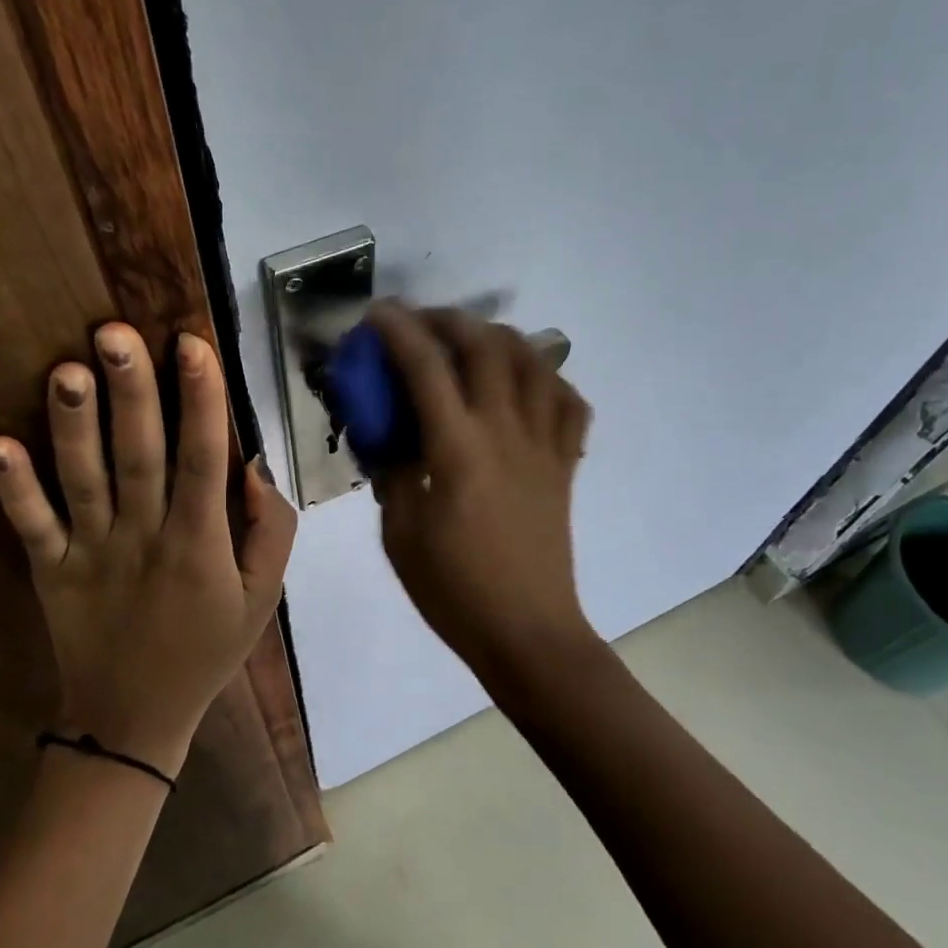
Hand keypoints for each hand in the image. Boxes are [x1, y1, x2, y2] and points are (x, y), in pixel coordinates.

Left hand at [0, 324, 297, 777]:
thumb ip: (273, 530)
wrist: (134, 719)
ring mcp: (92, 553)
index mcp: (200, 542)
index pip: (203, 459)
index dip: (201, 400)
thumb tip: (254, 466)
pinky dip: (13, 489)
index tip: (192, 345)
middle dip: (131, 392)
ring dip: (73, 426)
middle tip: (115, 332)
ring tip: (66, 370)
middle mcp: (144, 537)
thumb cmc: (207, 648)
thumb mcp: (263, 596)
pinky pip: (31, 527)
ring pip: (83, 481)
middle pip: (140, 455)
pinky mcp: (51, 570)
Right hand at [367, 303, 594, 676]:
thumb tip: (385, 435)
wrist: (526, 632)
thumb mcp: (399, 533)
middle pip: (486, 346)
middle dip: (449, 321)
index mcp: (458, 449)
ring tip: (473, 345)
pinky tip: (526, 387)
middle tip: (421, 325)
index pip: (426, 367)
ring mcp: (544, 445)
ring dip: (500, 339)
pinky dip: (548, 380)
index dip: (398, 330)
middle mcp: (505, 431)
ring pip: (534, 362)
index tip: (377, 315)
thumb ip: (392, 472)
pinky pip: (569, 403)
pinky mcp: (565, 464)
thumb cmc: (453, 589)